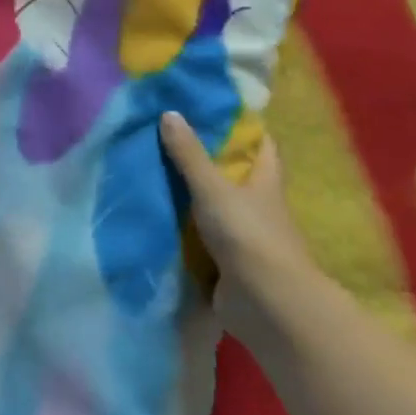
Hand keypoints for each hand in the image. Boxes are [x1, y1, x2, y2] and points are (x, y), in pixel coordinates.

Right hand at [159, 113, 318, 338]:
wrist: (265, 304)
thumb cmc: (248, 235)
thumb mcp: (214, 187)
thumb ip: (190, 154)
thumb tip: (169, 112)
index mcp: (265, 182)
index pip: (261, 145)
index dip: (243, 128)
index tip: (214, 110)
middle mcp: (257, 206)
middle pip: (234, 176)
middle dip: (206, 159)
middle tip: (168, 138)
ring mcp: (243, 236)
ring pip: (213, 206)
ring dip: (189, 196)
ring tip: (150, 171)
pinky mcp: (226, 263)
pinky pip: (199, 237)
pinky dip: (181, 228)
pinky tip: (153, 215)